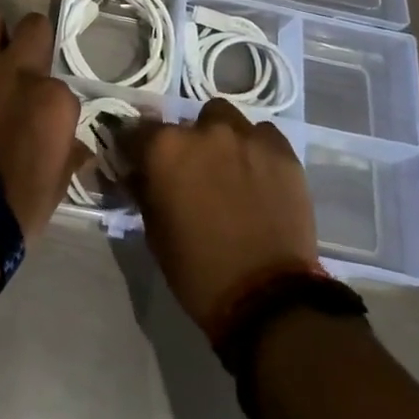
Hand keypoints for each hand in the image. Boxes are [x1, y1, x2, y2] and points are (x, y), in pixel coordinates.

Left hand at [0, 9, 86, 239]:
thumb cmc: (15, 206)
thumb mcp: (58, 183)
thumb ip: (68, 153)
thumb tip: (79, 148)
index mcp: (52, 97)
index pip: (60, 82)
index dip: (48, 97)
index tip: (39, 114)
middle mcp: (17, 68)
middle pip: (33, 26)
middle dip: (28, 41)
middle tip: (16, 65)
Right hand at [122, 100, 319, 330]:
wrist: (268, 299)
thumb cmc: (198, 269)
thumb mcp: (155, 231)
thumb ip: (145, 190)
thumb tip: (138, 173)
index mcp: (164, 149)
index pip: (137, 131)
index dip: (136, 147)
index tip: (139, 161)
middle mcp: (203, 131)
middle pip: (186, 123)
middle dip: (185, 144)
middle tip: (192, 173)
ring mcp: (246, 137)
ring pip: (225, 119)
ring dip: (220, 138)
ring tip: (228, 168)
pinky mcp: (282, 151)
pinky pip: (263, 135)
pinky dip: (255, 148)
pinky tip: (259, 174)